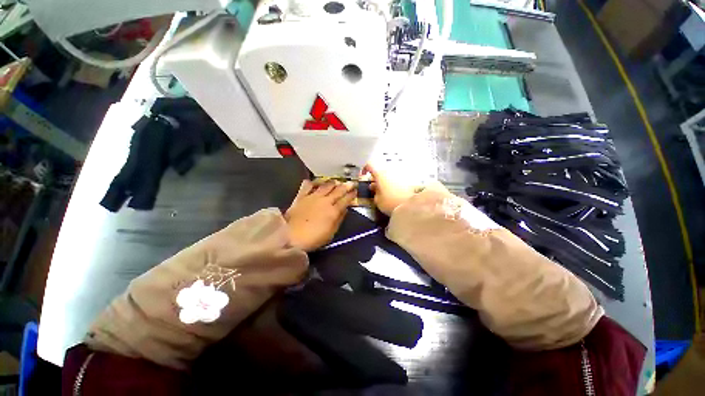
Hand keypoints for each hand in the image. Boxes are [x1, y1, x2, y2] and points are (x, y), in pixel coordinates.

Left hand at [285, 180, 356, 250]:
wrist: (290, 236)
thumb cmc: (313, 238)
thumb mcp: (330, 233)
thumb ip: (339, 220)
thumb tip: (345, 210)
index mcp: (333, 211)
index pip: (345, 200)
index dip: (351, 195)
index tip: (355, 191)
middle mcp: (325, 201)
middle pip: (338, 190)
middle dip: (346, 186)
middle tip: (351, 182)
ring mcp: (313, 197)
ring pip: (325, 186)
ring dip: (332, 183)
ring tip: (336, 181)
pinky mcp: (301, 196)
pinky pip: (307, 186)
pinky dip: (312, 182)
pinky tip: (315, 182)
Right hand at [363, 163, 421, 215]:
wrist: (411, 206)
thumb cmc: (390, 202)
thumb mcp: (377, 200)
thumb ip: (374, 192)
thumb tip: (374, 187)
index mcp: (380, 174)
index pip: (370, 165)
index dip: (365, 169)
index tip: (363, 175)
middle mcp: (389, 171)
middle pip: (379, 171)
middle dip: (375, 178)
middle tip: (373, 188)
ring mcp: (399, 175)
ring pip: (388, 175)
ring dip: (384, 182)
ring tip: (383, 192)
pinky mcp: (406, 180)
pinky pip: (395, 180)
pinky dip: (392, 184)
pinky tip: (392, 194)